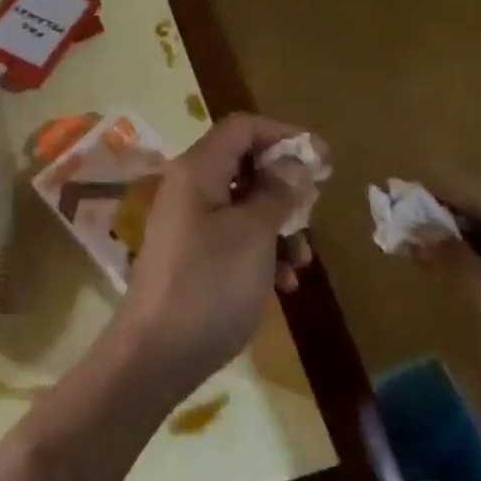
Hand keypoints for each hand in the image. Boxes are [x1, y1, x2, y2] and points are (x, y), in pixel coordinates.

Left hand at [116, 113, 316, 387]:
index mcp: (197, 170)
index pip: (242, 127)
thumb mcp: (254, 234)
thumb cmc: (210, 283)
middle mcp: (189, 188)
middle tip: (312, 212)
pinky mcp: (191, 255)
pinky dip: (261, 252)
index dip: (284, 134)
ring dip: (278, 227)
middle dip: (284, 188)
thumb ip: (277, 192)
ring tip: (301, 264)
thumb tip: (294, 162)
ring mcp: (188, 222)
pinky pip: (232, 236)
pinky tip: (281, 285)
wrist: (157, 352)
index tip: (322, 159)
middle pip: (244, 166)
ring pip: (243, 205)